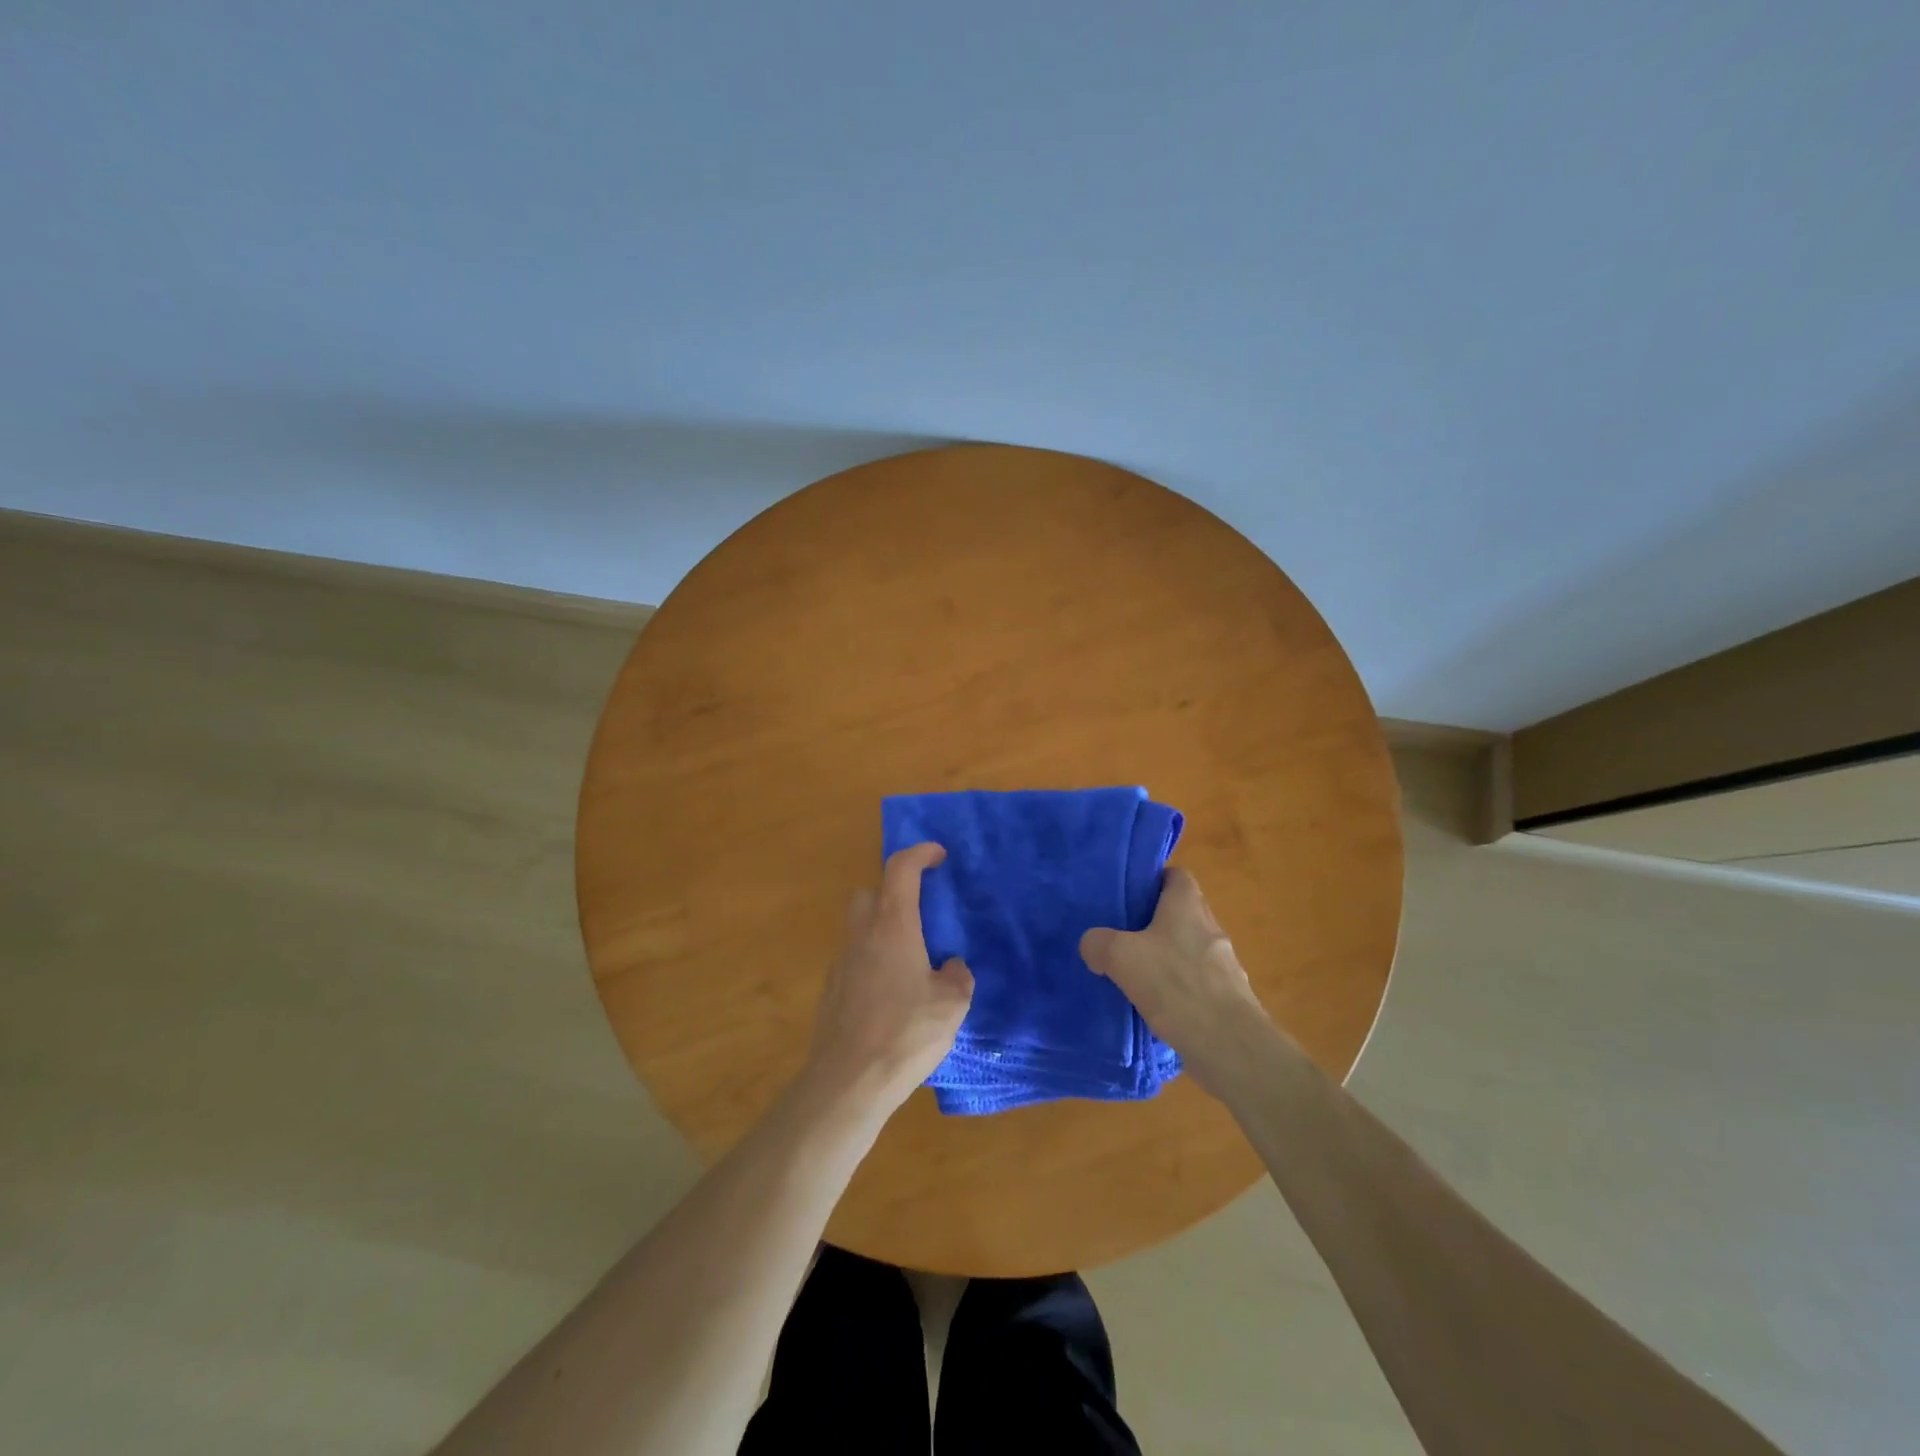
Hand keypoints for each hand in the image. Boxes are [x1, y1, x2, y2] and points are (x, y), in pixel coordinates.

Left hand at [802, 842, 974, 1114]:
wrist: (848, 1081)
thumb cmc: (905, 1033)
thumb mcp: (951, 1005)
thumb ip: (956, 977)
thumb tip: (951, 967)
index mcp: (892, 925)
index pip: (901, 869)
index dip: (920, 853)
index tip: (938, 855)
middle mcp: (862, 935)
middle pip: (870, 893)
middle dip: (893, 893)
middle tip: (919, 914)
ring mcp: (841, 962)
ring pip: (859, 927)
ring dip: (882, 929)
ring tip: (911, 959)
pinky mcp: (831, 991)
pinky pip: (854, 960)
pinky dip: (872, 962)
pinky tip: (892, 994)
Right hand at [1079, 867, 1269, 1096]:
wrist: (1228, 1044)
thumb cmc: (1174, 984)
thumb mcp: (1120, 956)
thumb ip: (1099, 943)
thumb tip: (1092, 944)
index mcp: (1187, 905)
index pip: (1176, 875)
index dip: (1153, 879)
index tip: (1128, 894)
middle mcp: (1210, 927)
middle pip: (1181, 913)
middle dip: (1153, 922)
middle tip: (1122, 935)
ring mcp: (1224, 964)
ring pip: (1188, 949)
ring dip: (1166, 958)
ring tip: (1135, 973)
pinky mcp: (1228, 997)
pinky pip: (1197, 982)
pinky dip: (1178, 988)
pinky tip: (1157, 1006)